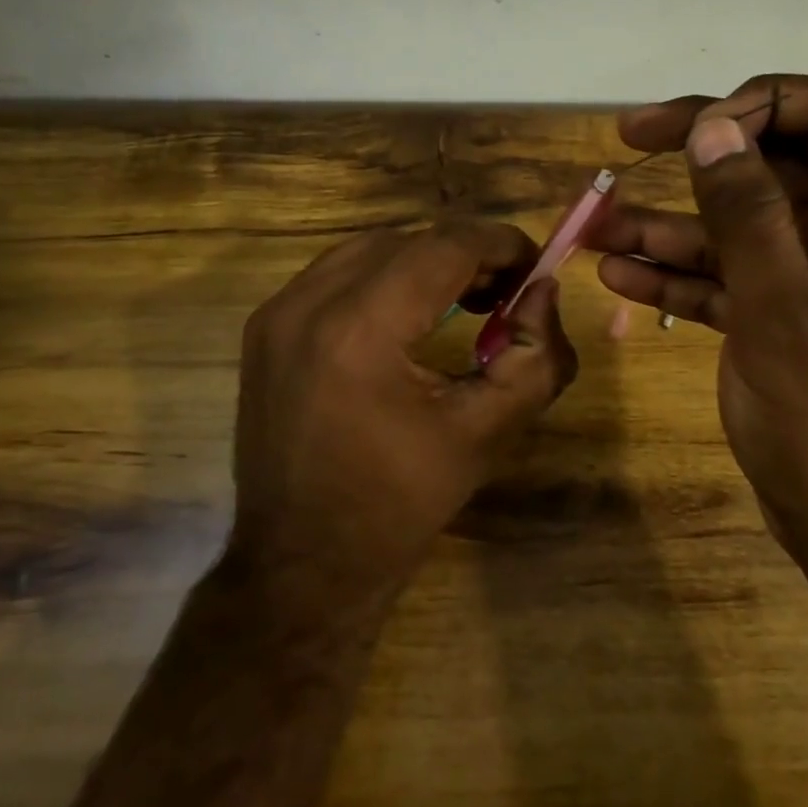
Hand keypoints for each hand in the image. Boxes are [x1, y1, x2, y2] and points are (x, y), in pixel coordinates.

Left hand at [227, 220, 577, 618]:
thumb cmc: (398, 506)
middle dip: (467, 254)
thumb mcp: (486, 433)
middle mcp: (308, 304)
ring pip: (371, 248)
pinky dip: (384, 276)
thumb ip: (535, 356)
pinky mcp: (264, 326)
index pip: (444, 246)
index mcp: (359, 331)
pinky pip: (337, 272)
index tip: (535, 265)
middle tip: (506, 291)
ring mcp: (276, 312)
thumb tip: (543, 292)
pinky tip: (410, 314)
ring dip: (425, 260)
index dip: (500, 244)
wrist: (299, 567)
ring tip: (465, 298)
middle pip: (408, 240)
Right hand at [589, 76, 807, 584]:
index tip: (699, 127)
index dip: (767, 101)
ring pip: (736, 223)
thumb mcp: (783, 314)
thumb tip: (715, 125)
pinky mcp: (780, 318)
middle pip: (772, 161)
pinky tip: (618, 276)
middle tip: (626, 138)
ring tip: (596, 224)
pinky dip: (676, 273)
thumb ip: (748, 215)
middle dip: (698, 149)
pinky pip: (725, 276)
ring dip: (668, 221)